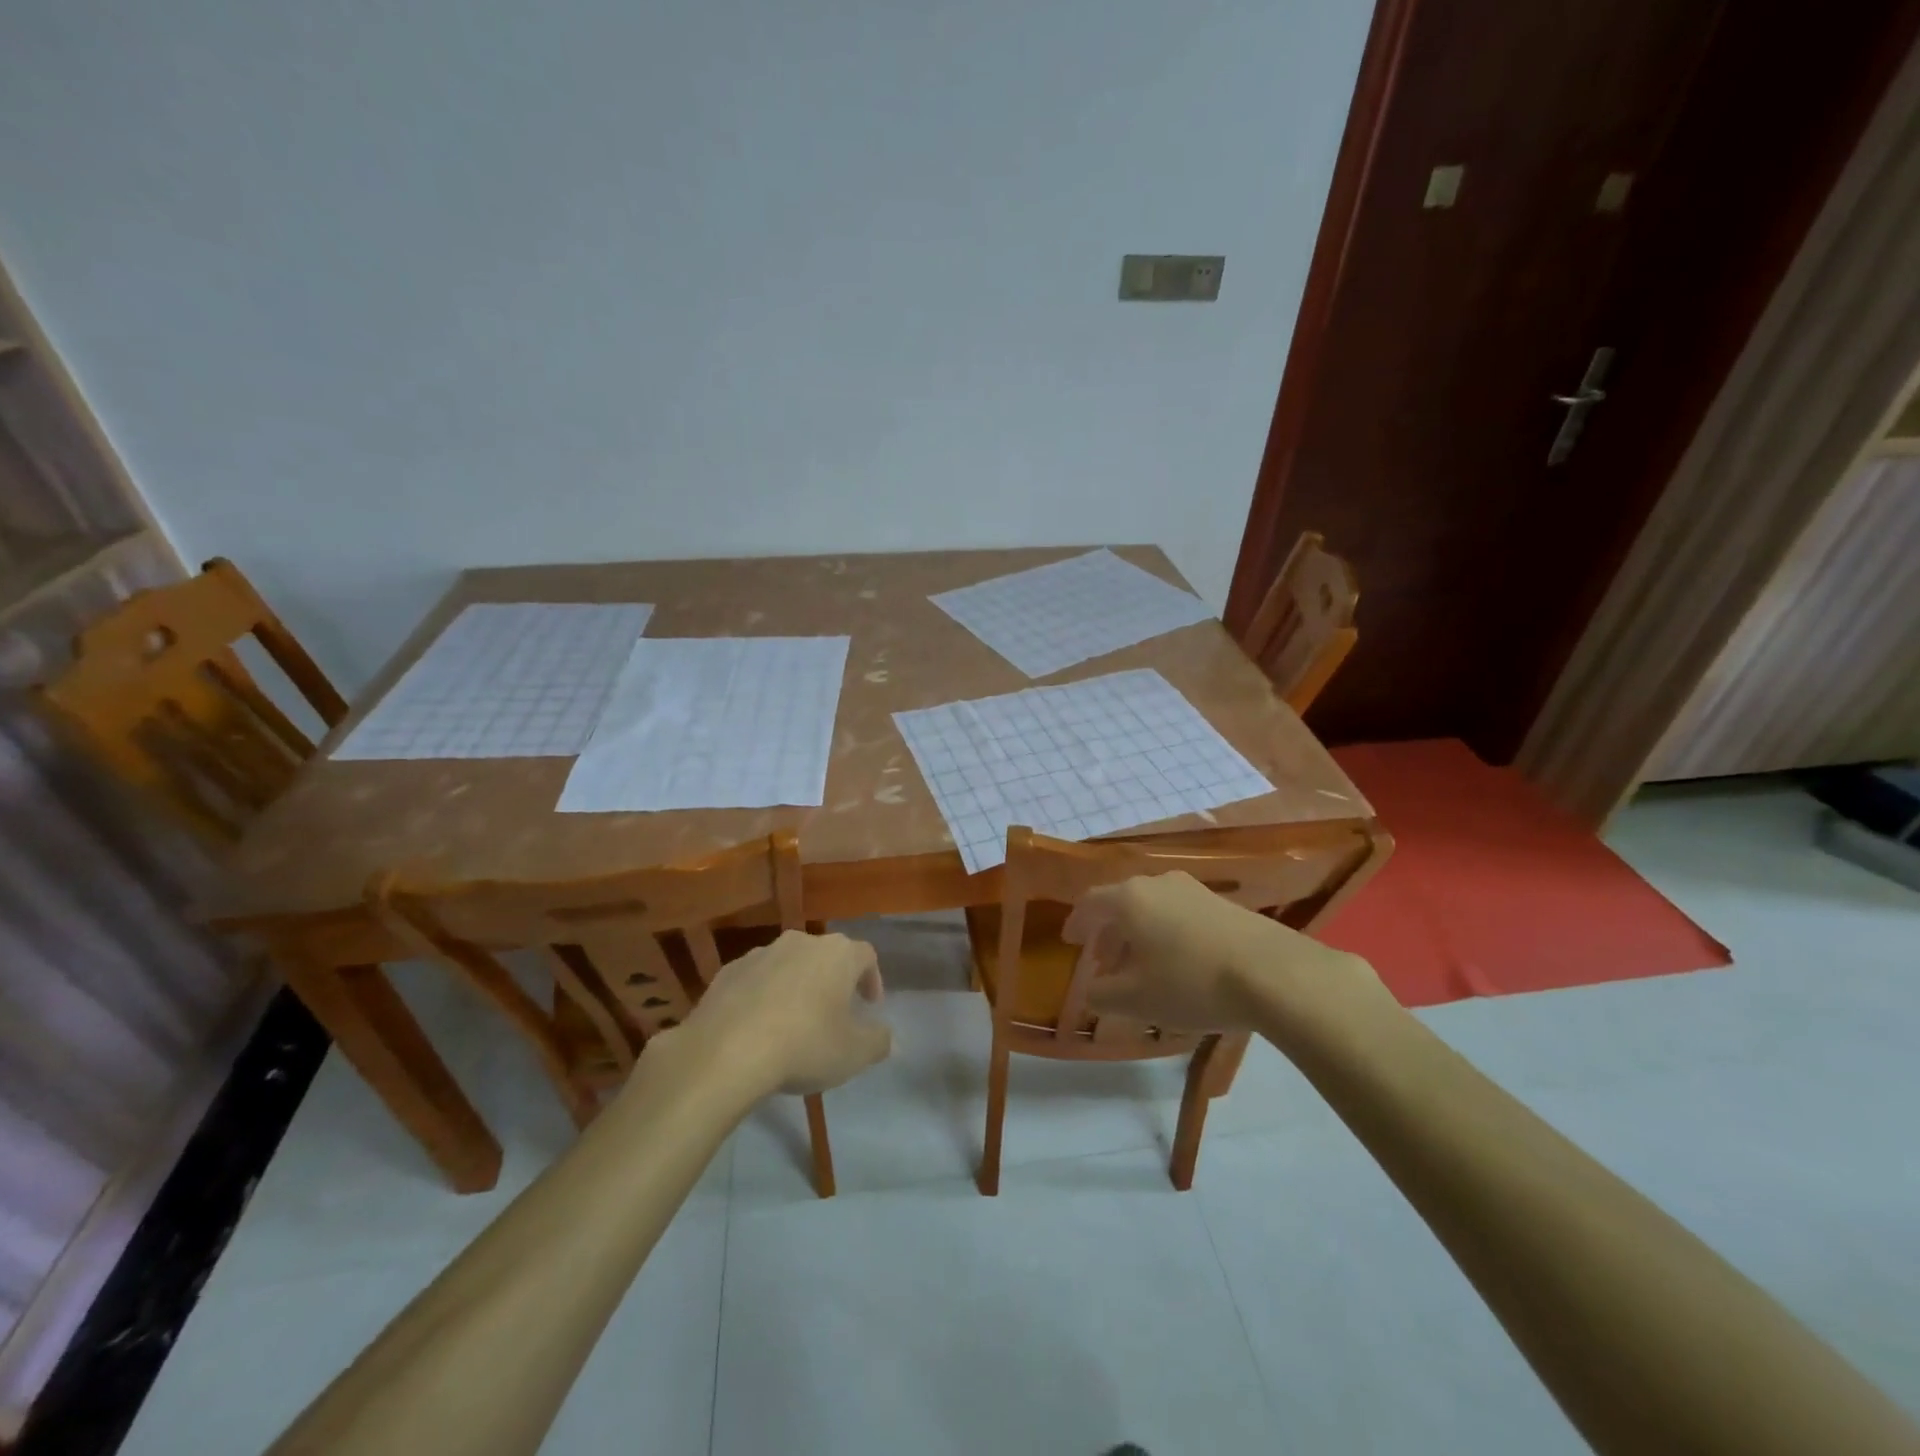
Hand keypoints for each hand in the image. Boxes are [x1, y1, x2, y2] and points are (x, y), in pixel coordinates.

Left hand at [681, 930, 891, 1095]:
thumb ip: (878, 1040)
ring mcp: (761, 953)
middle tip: (834, 1013)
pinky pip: (756, 979)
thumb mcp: (854, 1054)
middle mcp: (801, 942)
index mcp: (837, 954)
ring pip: (789, 965)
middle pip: (826, 955)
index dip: (872, 978)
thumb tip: (884, 1034)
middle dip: (833, 981)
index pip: (866, 955)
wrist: (724, 1051)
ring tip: (793, 1022)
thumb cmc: (803, 1046)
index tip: (870, 1006)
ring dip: (796, 986)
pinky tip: (758, 1027)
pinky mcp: (727, 971)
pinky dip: (763, 996)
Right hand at [1062, 871, 1373, 1033]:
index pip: (1089, 902)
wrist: (1273, 973)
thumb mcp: (1136, 1000)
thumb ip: (1102, 995)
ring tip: (1140, 967)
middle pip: (1121, 902)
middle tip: (1103, 963)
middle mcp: (1157, 883)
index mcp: (1128, 899)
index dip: (1076, 922)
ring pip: (1151, 907)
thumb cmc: (1191, 982)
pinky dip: (1165, 932)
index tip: (1069, 940)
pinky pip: (1178, 912)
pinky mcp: (1223, 903)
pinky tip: (1177, 963)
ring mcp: (1193, 890)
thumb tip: (1091, 990)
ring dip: (1137, 933)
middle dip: (1108, 932)